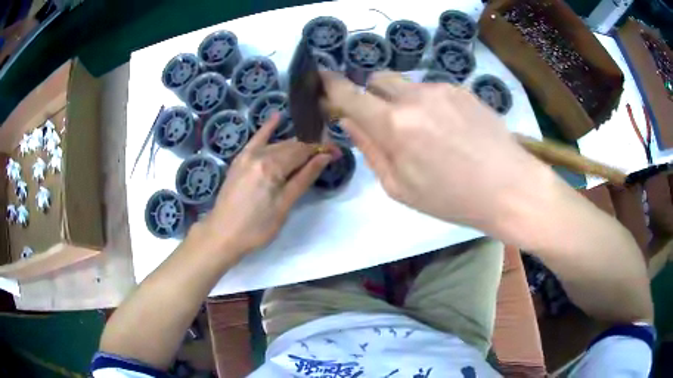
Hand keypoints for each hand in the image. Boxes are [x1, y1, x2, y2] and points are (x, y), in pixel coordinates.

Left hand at [201, 113, 334, 254]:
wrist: (222, 234)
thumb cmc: (257, 227)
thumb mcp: (284, 205)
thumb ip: (304, 178)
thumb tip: (325, 156)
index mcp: (272, 167)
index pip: (303, 151)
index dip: (321, 150)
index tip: (337, 152)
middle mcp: (260, 155)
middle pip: (291, 146)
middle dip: (311, 148)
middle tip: (327, 154)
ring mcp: (247, 156)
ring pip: (277, 145)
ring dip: (295, 146)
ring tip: (310, 149)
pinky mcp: (240, 160)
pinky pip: (256, 140)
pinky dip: (267, 129)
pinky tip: (277, 117)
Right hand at [322, 71, 550, 233]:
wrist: (509, 187)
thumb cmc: (453, 198)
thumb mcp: (401, 188)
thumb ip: (370, 150)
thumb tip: (350, 121)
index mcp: (396, 126)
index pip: (351, 95)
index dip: (332, 86)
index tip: (322, 80)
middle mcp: (415, 97)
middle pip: (377, 80)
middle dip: (371, 96)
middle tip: (384, 121)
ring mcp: (441, 89)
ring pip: (405, 85)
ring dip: (401, 101)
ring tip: (425, 132)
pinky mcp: (461, 89)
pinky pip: (431, 90)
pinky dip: (427, 104)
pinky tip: (448, 129)